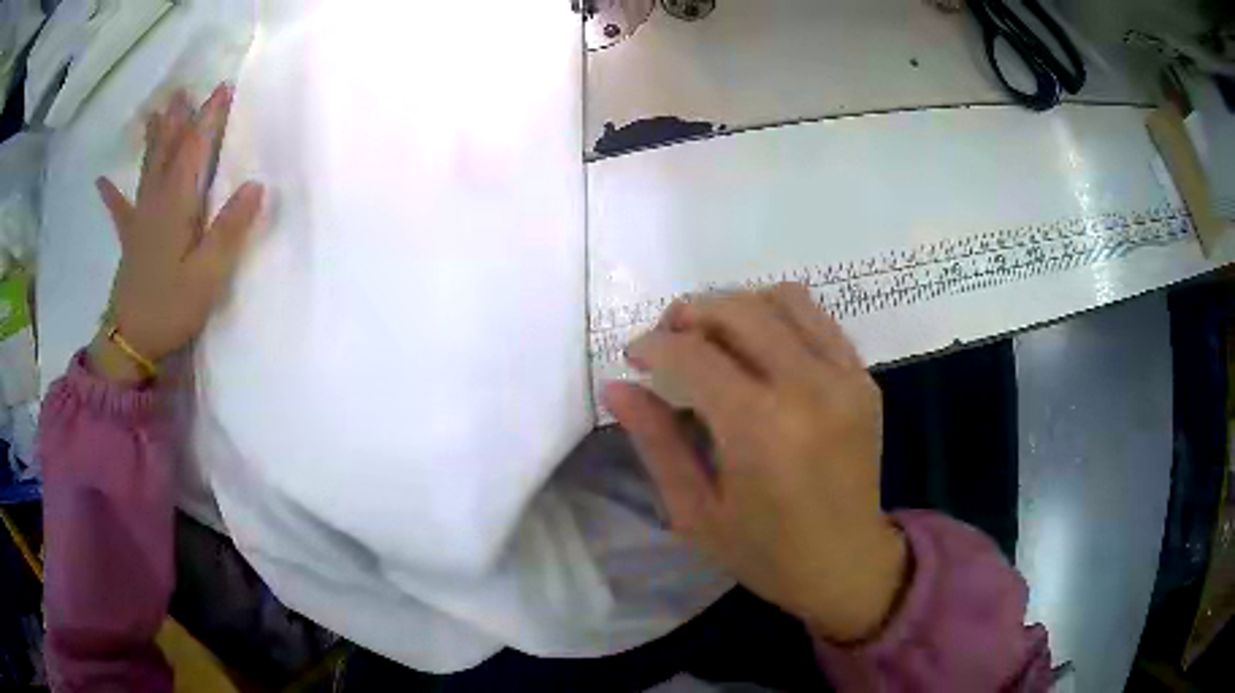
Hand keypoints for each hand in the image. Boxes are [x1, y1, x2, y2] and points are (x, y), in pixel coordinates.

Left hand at [89, 84, 263, 381]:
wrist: (130, 342)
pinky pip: (120, 210)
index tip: (223, 87)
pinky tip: (102, 182)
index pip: (196, 149)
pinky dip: (112, 195)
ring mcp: (140, 220)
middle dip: (178, 119)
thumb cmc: (170, 307)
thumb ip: (229, 230)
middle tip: (182, 91)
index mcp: (177, 204)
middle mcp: (157, 202)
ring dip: (153, 140)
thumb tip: (256, 185)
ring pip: (148, 169)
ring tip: (155, 114)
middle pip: (169, 151)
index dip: (210, 117)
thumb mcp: (208, 274)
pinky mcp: (130, 240)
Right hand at [605, 283, 907, 642]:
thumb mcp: (695, 511)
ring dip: (735, 306)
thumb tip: (616, 387)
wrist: (847, 563)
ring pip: (781, 298)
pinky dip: (779, 316)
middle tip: (667, 341)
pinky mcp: (864, 377)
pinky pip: (817, 318)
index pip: (694, 354)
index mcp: (760, 429)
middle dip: (689, 313)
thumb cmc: (764, 552)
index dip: (653, 345)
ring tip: (713, 338)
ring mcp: (845, 377)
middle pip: (737, 310)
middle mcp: (809, 388)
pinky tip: (759, 347)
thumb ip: (656, 442)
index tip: (633, 357)